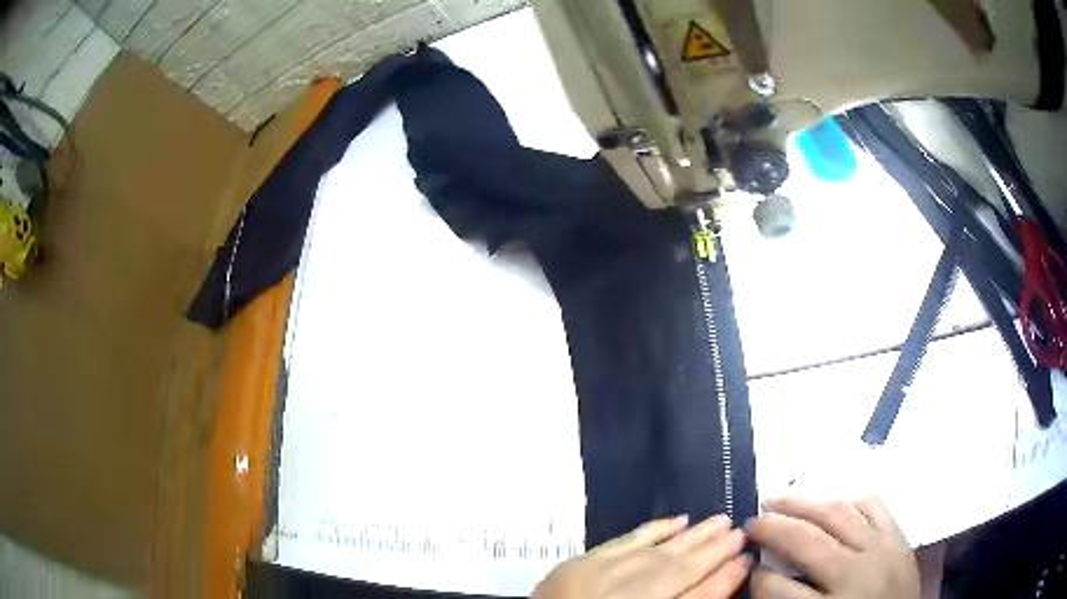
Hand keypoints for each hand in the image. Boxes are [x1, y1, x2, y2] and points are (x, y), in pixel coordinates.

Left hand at [532, 514, 750, 598]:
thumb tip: (715, 584)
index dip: (724, 580)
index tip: (747, 561)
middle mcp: (626, 596)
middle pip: (680, 572)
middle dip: (714, 552)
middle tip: (742, 532)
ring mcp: (600, 577)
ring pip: (658, 553)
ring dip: (692, 536)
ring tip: (721, 521)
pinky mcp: (578, 564)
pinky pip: (623, 542)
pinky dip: (653, 530)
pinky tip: (678, 520)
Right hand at [748, 496, 918, 598]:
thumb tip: (763, 577)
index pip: (777, 588)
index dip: (756, 577)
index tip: (748, 567)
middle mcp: (855, 574)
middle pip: (807, 542)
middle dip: (773, 528)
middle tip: (752, 522)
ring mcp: (882, 550)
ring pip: (840, 514)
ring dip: (805, 503)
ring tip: (780, 497)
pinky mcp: (899, 539)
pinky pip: (875, 508)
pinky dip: (852, 501)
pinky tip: (836, 503)